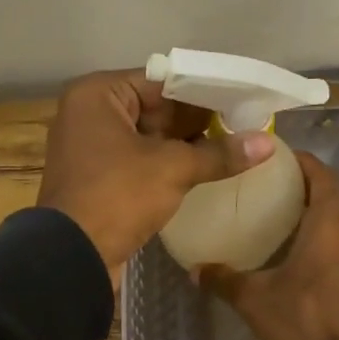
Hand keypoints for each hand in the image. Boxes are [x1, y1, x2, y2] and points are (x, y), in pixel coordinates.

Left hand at [37, 69, 273, 284]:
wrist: (71, 257)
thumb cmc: (117, 196)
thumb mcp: (173, 169)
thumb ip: (219, 153)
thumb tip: (267, 145)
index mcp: (97, 95)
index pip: (161, 82)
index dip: (203, 92)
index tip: (241, 101)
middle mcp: (88, 114)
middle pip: (154, 109)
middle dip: (196, 121)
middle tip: (243, 125)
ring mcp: (89, 149)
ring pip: (147, 138)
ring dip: (183, 146)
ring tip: (231, 147)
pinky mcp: (96, 179)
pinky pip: (137, 162)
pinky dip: (165, 166)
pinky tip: (202, 171)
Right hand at [198, 153, 338, 339]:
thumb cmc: (304, 323)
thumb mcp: (254, 300)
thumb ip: (223, 279)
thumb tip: (194, 269)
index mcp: (331, 225)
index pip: (323, 175)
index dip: (304, 162)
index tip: (279, 157)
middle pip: (338, 195)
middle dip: (312, 184)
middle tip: (279, 186)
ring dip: (326, 211)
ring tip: (293, 217)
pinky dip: (334, 237)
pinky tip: (312, 256)